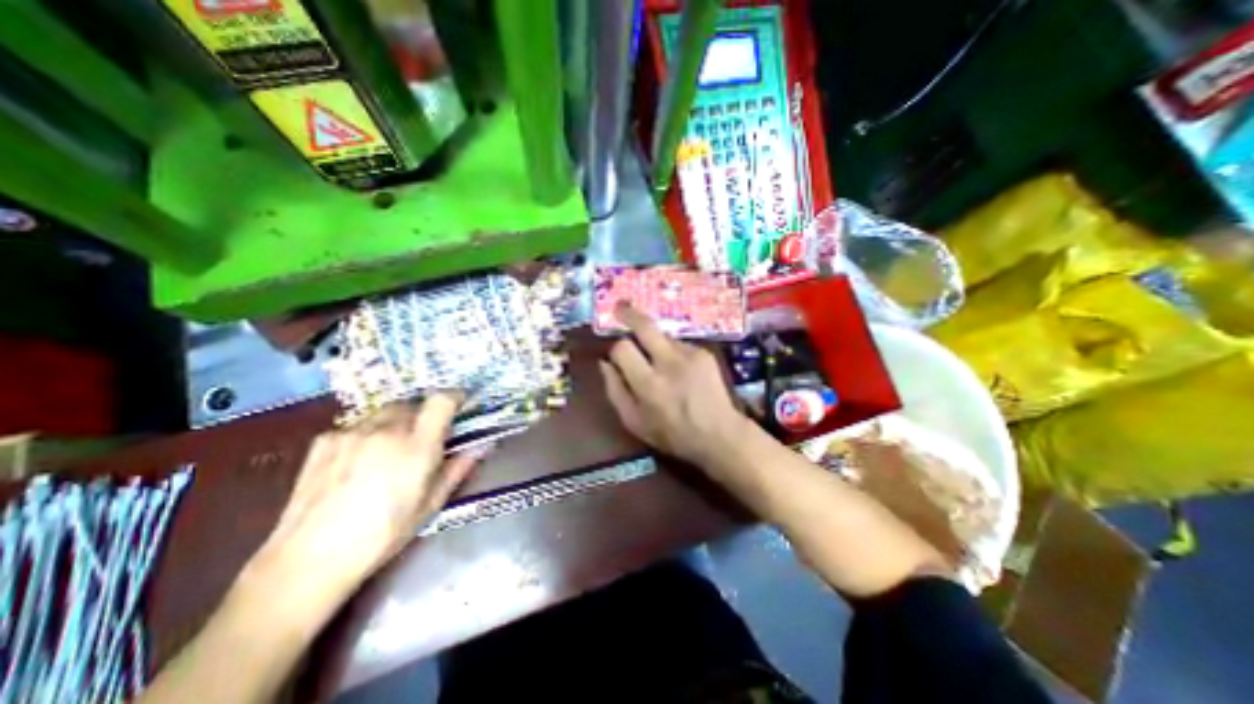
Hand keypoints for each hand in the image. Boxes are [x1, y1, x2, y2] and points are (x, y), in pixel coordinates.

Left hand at [244, 396, 479, 608]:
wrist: (307, 562)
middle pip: (414, 403)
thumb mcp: (431, 505)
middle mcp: (386, 430)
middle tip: (424, 438)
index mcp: (417, 447)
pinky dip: (368, 434)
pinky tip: (358, 461)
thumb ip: (458, 468)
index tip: (461, 406)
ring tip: (390, 450)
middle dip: (425, 414)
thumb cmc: (383, 535)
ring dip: (397, 422)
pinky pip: (358, 425)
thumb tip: (481, 446)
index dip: (455, 397)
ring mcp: (352, 432)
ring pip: (386, 411)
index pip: (442, 400)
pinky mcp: (325, 440)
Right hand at [595, 306, 741, 468]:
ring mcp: (690, 355)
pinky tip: (680, 370)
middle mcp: (669, 363)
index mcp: (649, 384)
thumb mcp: (634, 422)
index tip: (616, 354)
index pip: (623, 348)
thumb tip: (604, 363)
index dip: (616, 349)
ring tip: (660, 364)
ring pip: (662, 335)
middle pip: (645, 326)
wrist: (719, 434)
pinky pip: (679, 344)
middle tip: (619, 308)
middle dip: (628, 314)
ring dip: (654, 343)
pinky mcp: (704, 353)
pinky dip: (672, 352)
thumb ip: (614, 390)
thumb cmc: (672, 434)